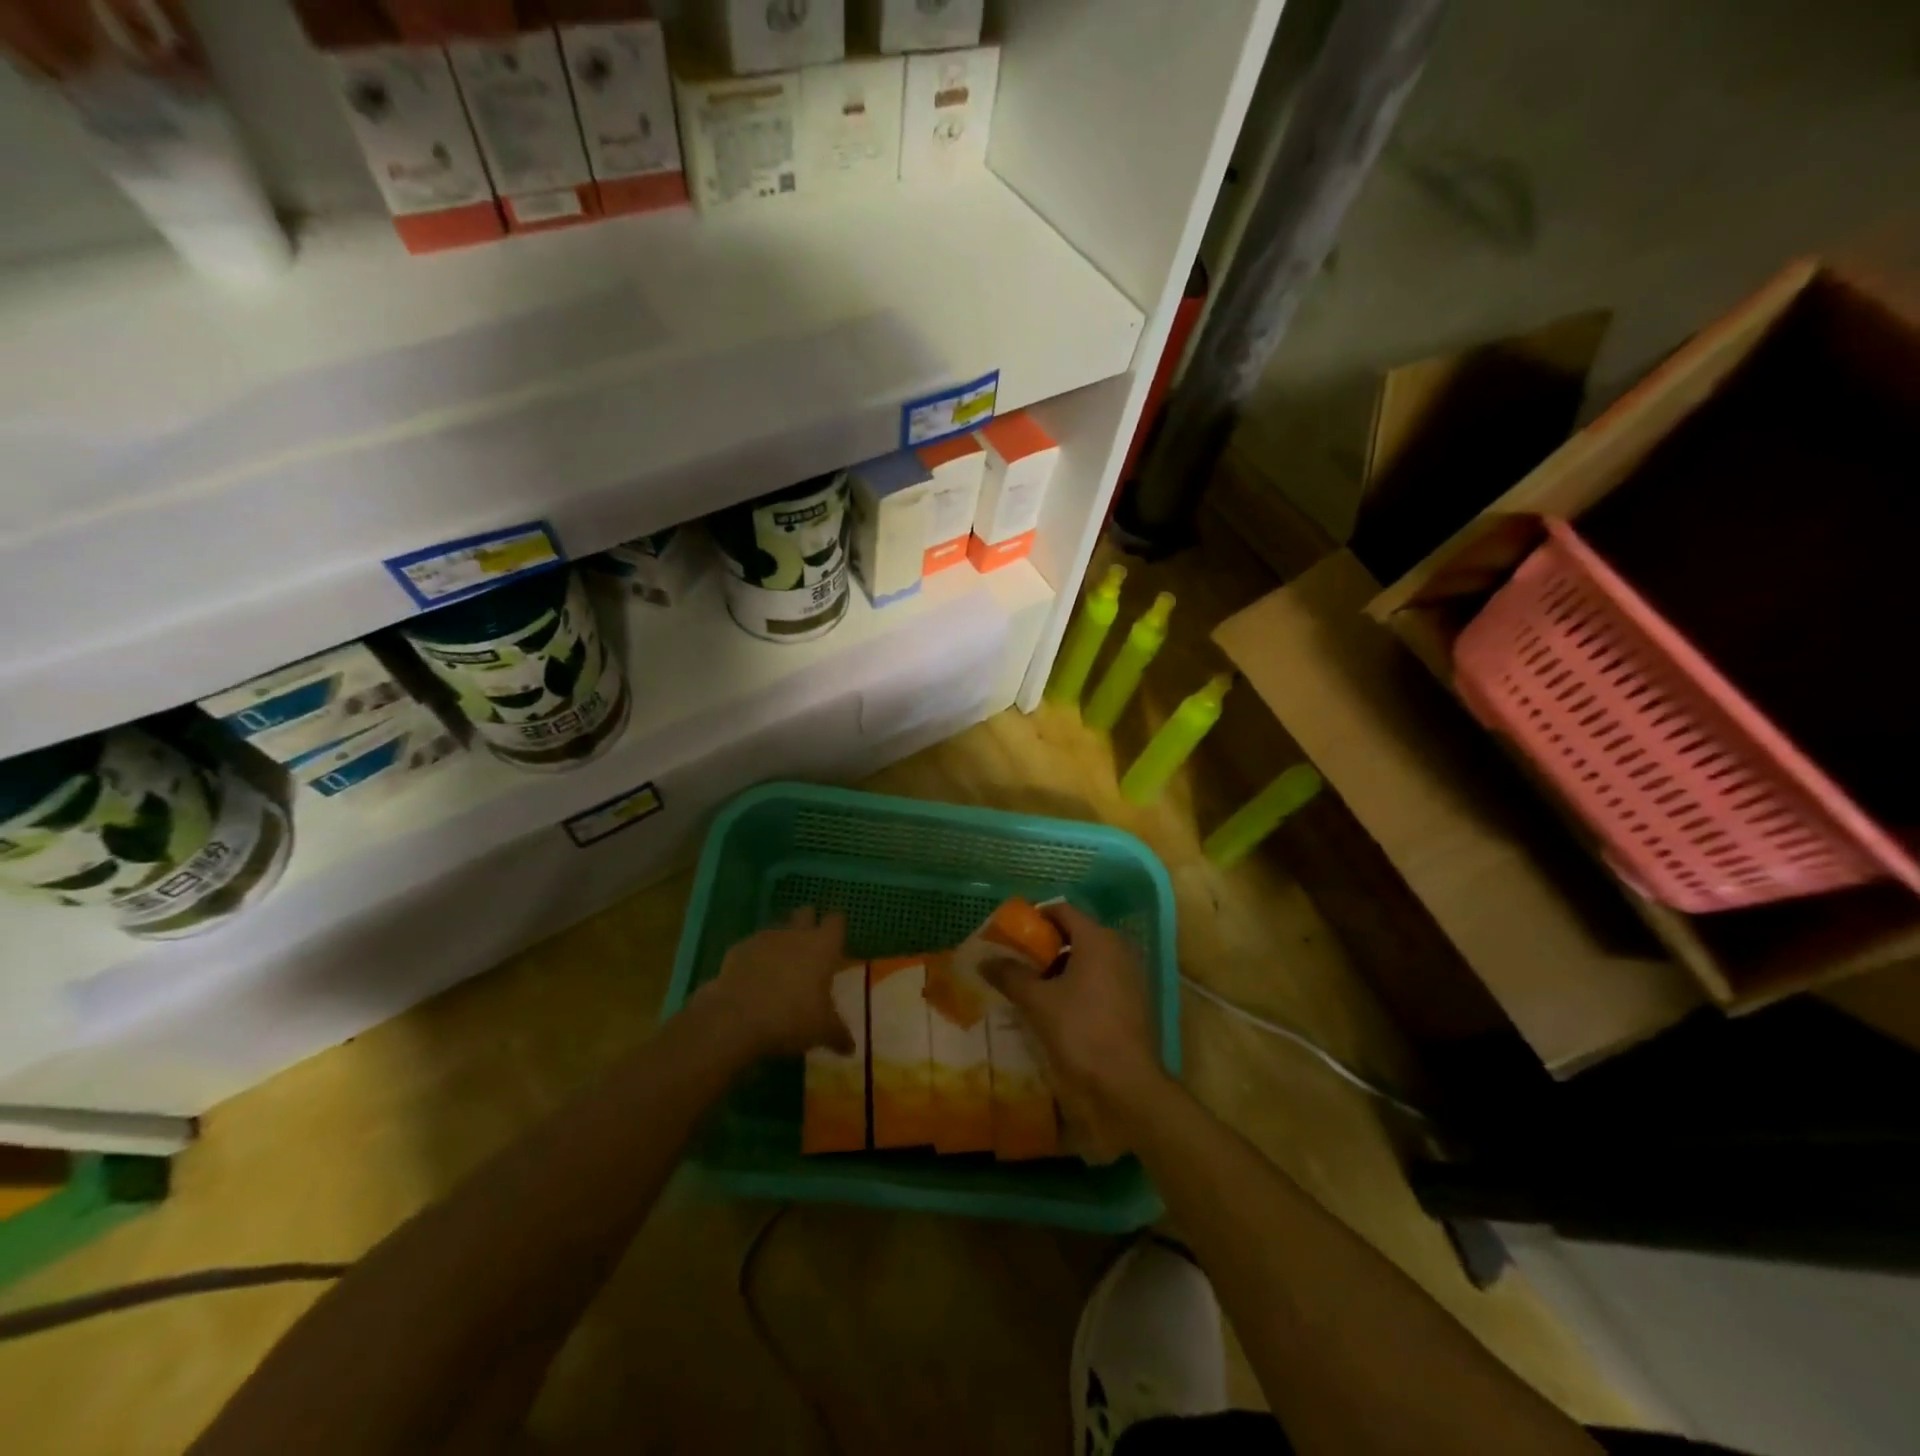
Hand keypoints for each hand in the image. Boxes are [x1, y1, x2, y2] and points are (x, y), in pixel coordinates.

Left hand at [696, 907, 856, 1059]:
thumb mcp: (821, 1031)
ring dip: (780, 943)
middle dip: (807, 924)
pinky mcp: (737, 950)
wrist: (735, 1019)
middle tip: (809, 948)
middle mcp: (795, 934)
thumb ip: (838, 1034)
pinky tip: (752, 981)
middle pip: (805, 913)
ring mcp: (764, 939)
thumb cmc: (791, 1018)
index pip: (836, 922)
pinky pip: (751, 948)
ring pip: (777, 929)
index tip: (836, 942)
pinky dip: (754, 960)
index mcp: (822, 946)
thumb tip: (851, 1048)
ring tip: (779, 970)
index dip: (836, 929)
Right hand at [981, 903, 1170, 1158]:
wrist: (1126, 1085)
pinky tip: (1058, 1009)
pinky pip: (1101, 981)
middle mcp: (1119, 949)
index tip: (1012, 934)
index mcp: (1098, 939)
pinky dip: (1079, 986)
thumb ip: (1010, 975)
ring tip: (1033, 987)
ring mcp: (1131, 977)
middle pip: (1076, 934)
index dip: (1036, 918)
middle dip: (1046, 946)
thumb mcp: (1037, 1002)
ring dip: (1061, 969)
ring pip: (1089, 960)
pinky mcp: (1134, 1003)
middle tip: (1018, 962)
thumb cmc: (1080, 1031)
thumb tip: (984, 960)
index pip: (1063, 911)